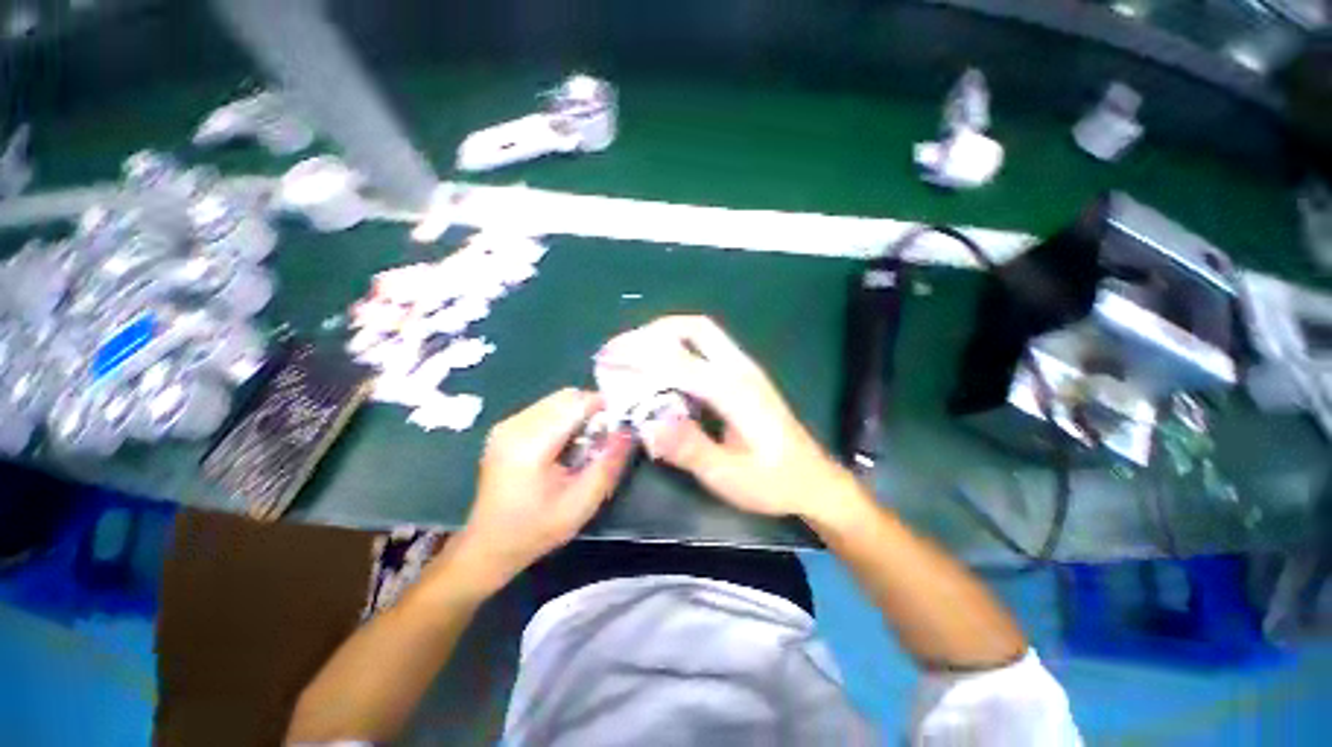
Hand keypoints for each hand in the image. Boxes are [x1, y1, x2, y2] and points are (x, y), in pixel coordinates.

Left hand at [454, 389, 631, 592]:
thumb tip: (629, 430)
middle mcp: (515, 425)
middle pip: (566, 396)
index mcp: (530, 445)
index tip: (621, 423)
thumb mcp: (582, 503)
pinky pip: (544, 408)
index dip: (604, 407)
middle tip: (604, 437)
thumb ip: (608, 464)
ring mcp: (507, 424)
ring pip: (556, 400)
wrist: (488, 545)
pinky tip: (566, 444)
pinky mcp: (505, 428)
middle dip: (592, 410)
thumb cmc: (536, 529)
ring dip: (578, 413)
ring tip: (586, 443)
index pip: (576, 403)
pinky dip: (564, 417)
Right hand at [612, 316, 863, 522]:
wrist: (814, 480)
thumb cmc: (773, 481)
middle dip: (654, 331)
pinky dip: (678, 348)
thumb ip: (690, 449)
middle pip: (694, 328)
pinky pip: (706, 348)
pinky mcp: (744, 377)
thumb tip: (648, 424)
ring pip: (701, 333)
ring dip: (665, 336)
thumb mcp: (729, 476)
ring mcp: (745, 369)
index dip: (640, 356)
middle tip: (623, 349)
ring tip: (635, 354)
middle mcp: (740, 369)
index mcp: (734, 390)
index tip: (609, 358)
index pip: (679, 359)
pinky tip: (663, 369)